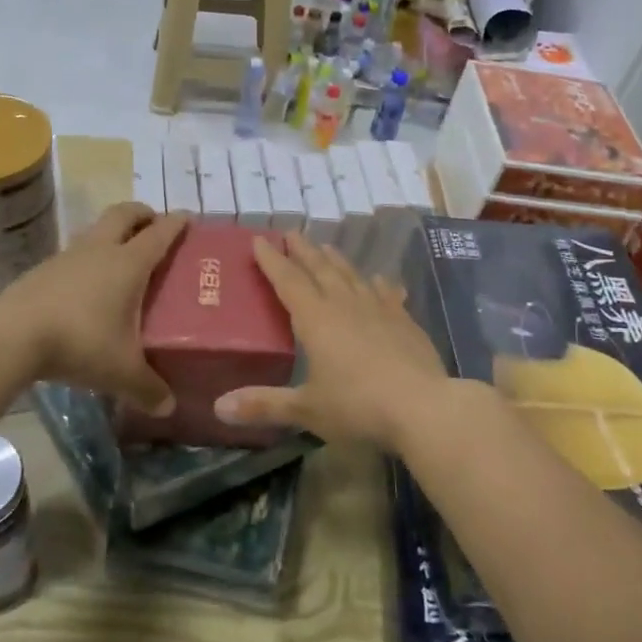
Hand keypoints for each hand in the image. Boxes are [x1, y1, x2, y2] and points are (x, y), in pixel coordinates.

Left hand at [0, 204, 185, 414]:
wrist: (10, 335)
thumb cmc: (80, 342)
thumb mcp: (121, 373)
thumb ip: (148, 389)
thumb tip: (168, 407)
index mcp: (128, 264)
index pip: (159, 234)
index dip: (176, 224)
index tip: (187, 218)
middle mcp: (100, 250)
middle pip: (123, 214)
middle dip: (142, 214)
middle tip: (154, 225)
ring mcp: (68, 256)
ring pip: (95, 230)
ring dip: (112, 234)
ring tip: (122, 257)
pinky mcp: (42, 270)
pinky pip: (74, 254)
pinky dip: (88, 259)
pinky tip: (87, 286)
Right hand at [214, 234, 447, 450]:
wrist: (423, 407)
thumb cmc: (358, 406)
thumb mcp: (307, 409)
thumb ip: (264, 405)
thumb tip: (219, 407)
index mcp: (316, 320)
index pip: (288, 281)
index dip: (271, 261)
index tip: (259, 240)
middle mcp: (345, 305)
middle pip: (320, 269)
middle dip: (303, 251)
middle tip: (291, 233)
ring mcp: (379, 310)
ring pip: (352, 276)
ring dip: (336, 260)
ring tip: (327, 247)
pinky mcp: (405, 321)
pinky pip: (388, 294)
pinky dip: (379, 284)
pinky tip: (379, 280)